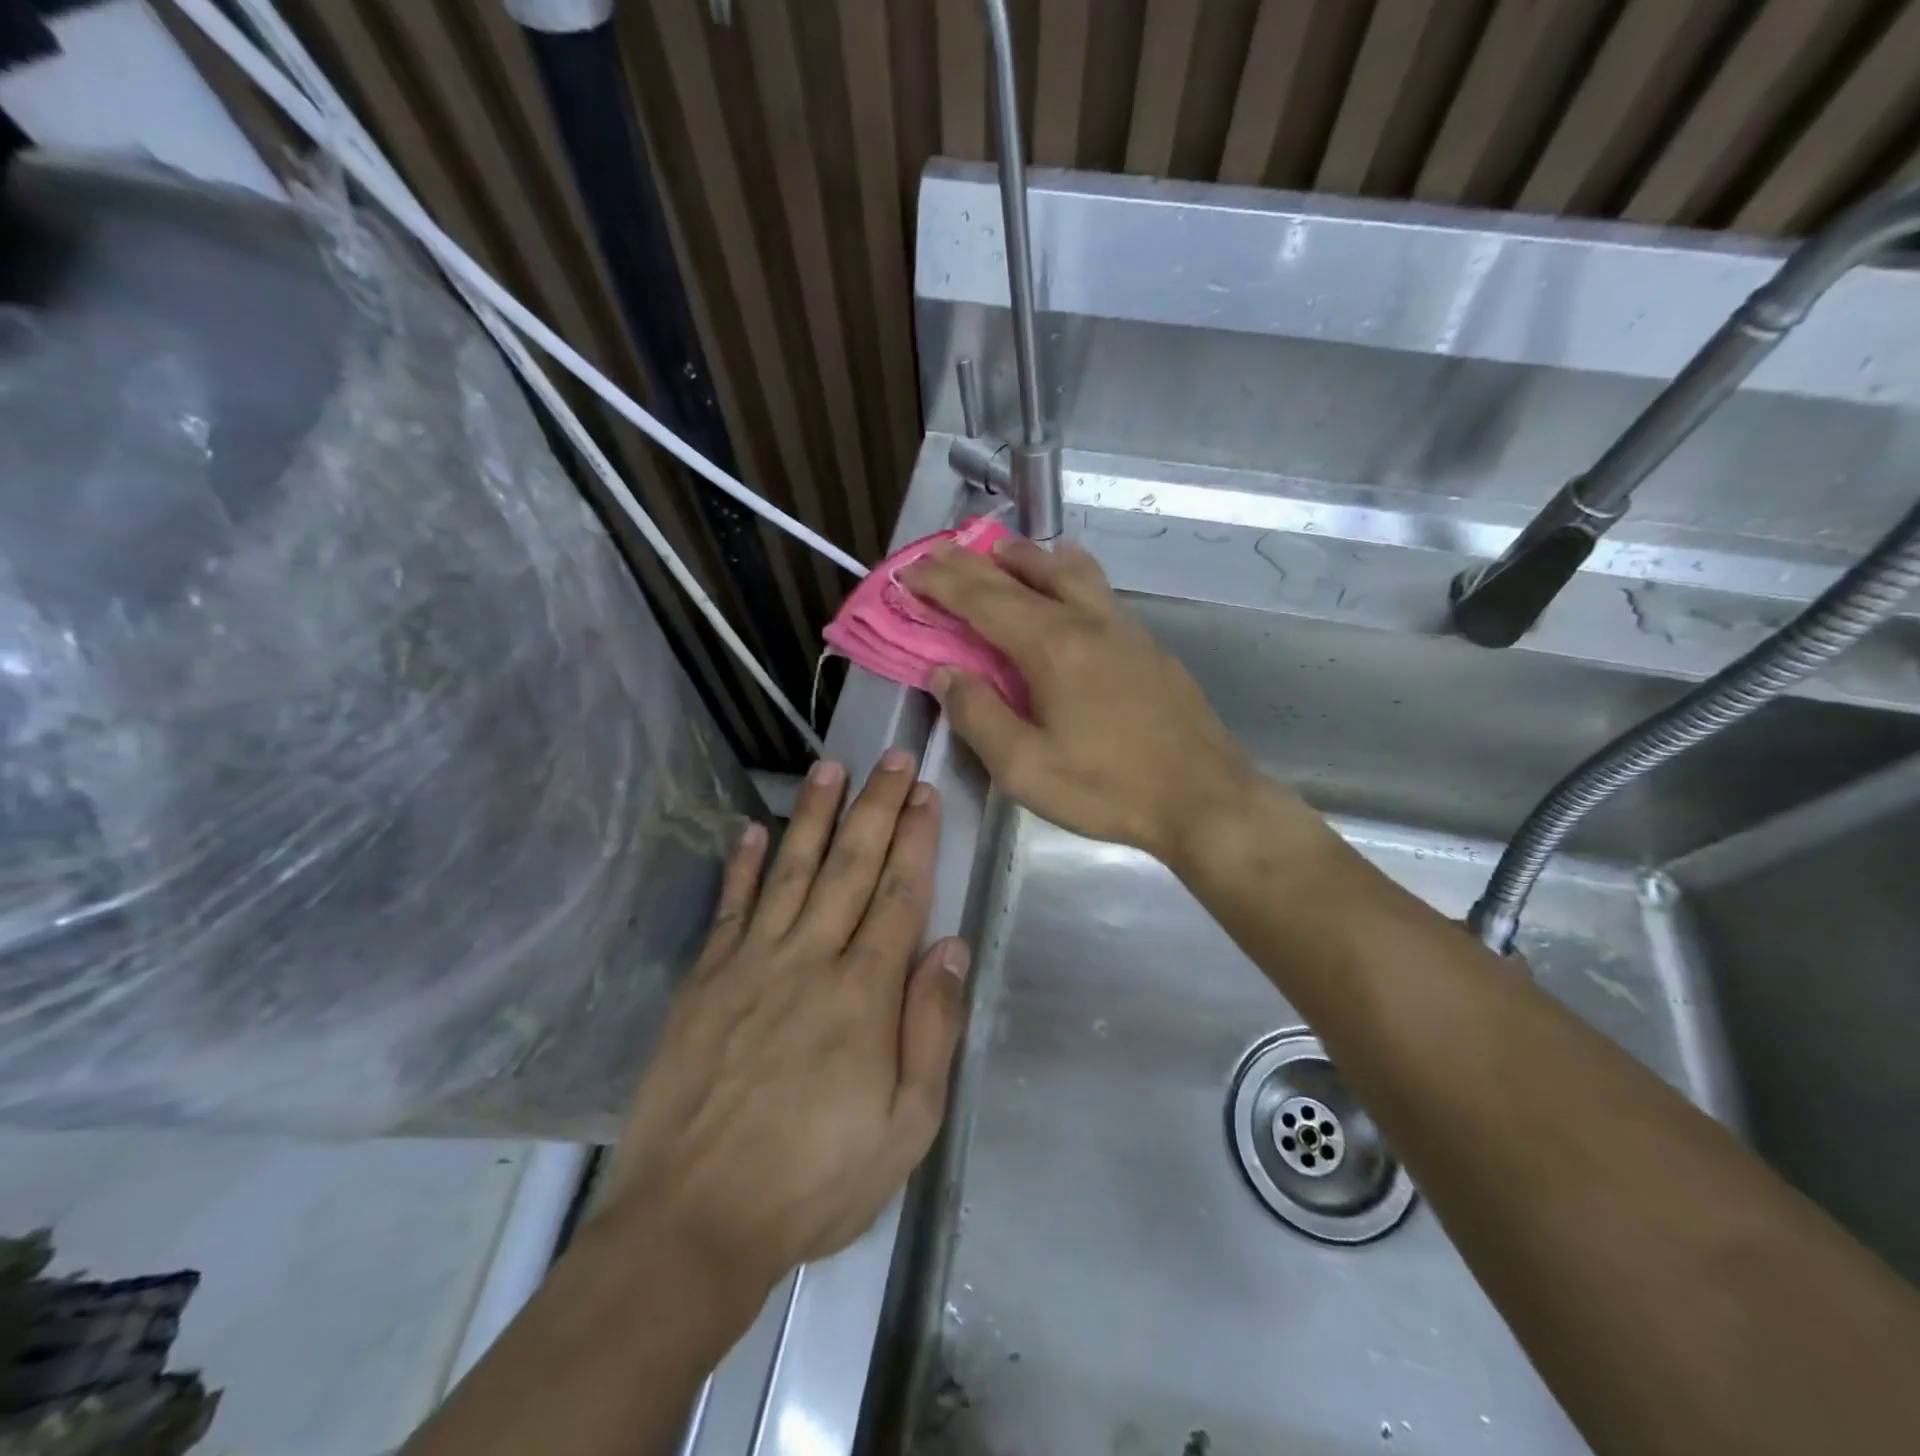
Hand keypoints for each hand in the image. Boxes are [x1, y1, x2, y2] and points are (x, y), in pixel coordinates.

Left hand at [603, 752, 969, 1307]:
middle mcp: (809, 959)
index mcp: (863, 993)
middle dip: (876, 806)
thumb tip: (951, 948)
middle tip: (892, 757)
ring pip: (792, 870)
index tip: (926, 793)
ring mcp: (750, 963)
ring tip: (830, 767)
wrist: (693, 1222)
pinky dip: (743, 865)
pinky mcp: (705, 979)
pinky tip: (754, 829)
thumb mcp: (907, 1127)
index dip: (915, 839)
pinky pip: (731, 907)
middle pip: (850, 866)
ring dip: (814, 815)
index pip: (898, 894)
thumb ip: (932, 1030)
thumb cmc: (815, 1180)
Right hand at [903, 537, 1262, 863]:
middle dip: (971, 563)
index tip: (909, 572)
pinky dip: (1065, 573)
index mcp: (1052, 647)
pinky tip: (1065, 582)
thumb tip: (945, 673)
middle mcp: (1086, 621)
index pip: (983, 600)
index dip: (942, 583)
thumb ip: (978, 716)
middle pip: (1020, 577)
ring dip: (1025, 558)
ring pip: (1067, 570)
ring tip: (999, 554)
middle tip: (938, 552)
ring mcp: (1123, 627)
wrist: (1204, 798)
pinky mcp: (1146, 643)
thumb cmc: (1108, 789)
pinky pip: (1096, 588)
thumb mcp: (1025, 768)